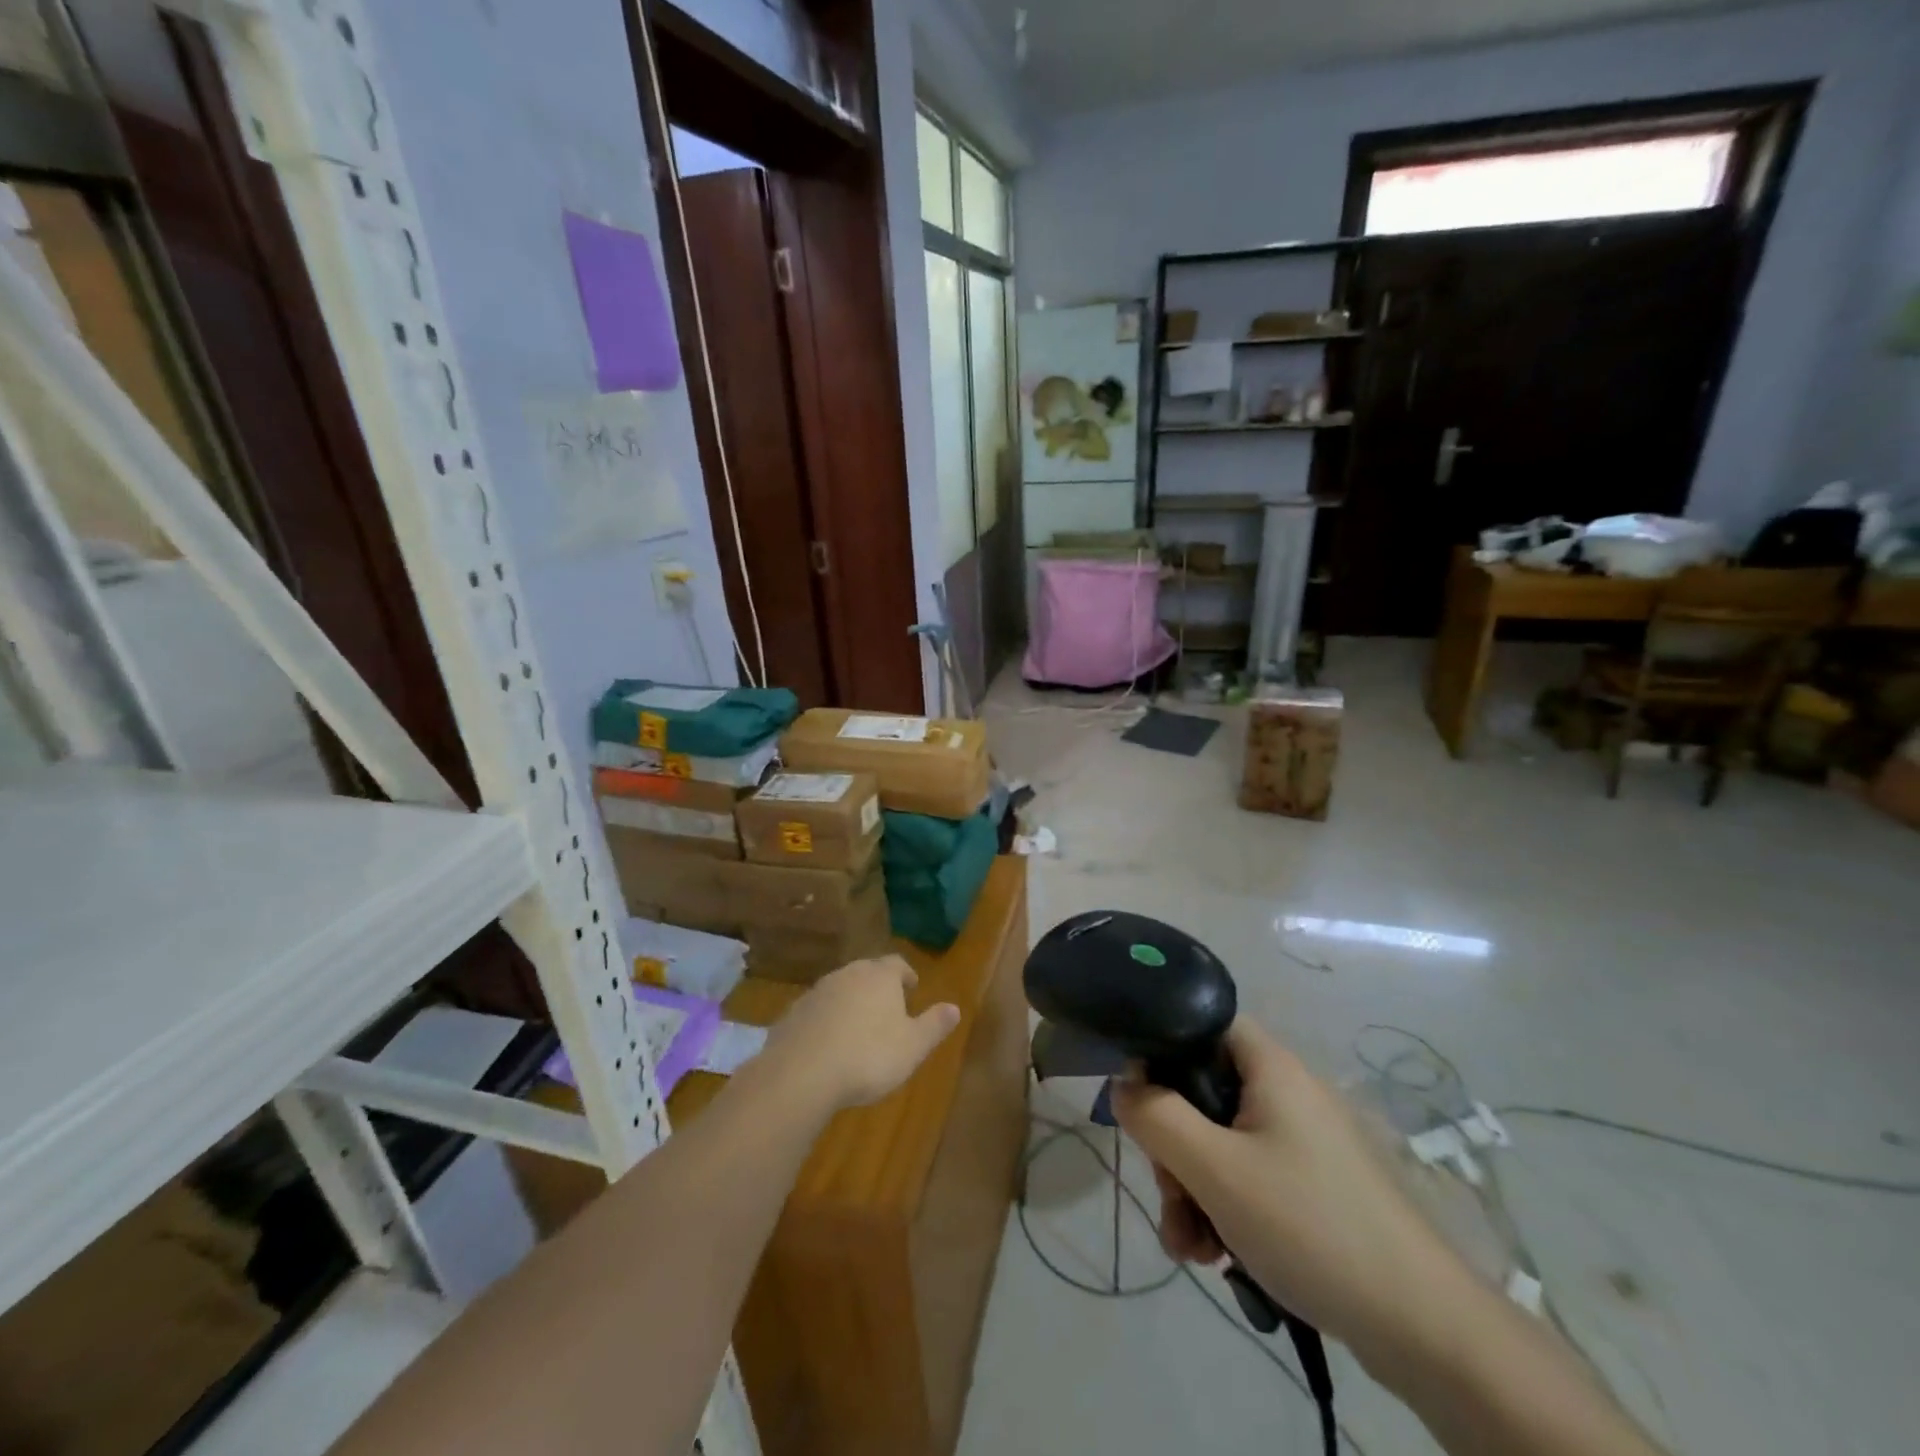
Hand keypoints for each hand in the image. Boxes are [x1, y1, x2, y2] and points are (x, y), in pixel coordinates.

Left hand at [764, 956, 961, 1111]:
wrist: (801, 1073)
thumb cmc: (868, 1056)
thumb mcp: (913, 1046)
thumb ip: (934, 1025)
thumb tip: (955, 1007)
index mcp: (879, 976)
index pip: (897, 964)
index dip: (906, 975)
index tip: (912, 987)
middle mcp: (847, 974)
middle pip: (866, 972)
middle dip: (878, 987)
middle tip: (887, 1007)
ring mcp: (816, 992)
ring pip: (840, 989)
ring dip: (850, 1003)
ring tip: (858, 1028)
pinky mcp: (793, 1014)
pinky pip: (817, 1011)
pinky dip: (826, 1021)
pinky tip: (828, 1045)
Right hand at [1111, 1018, 1473, 1369]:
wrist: (1427, 1330)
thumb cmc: (1311, 1226)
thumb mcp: (1215, 1170)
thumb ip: (1156, 1117)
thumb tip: (1122, 1084)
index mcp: (1270, 1066)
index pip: (1201, 1024)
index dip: (1161, 1053)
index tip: (1142, 1106)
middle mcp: (1288, 1092)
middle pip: (1204, 1093)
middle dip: (1174, 1149)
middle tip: (1171, 1197)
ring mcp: (1305, 1142)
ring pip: (1222, 1144)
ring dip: (1194, 1190)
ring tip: (1191, 1248)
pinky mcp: (1316, 1187)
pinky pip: (1250, 1179)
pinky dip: (1226, 1210)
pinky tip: (1218, 1258)